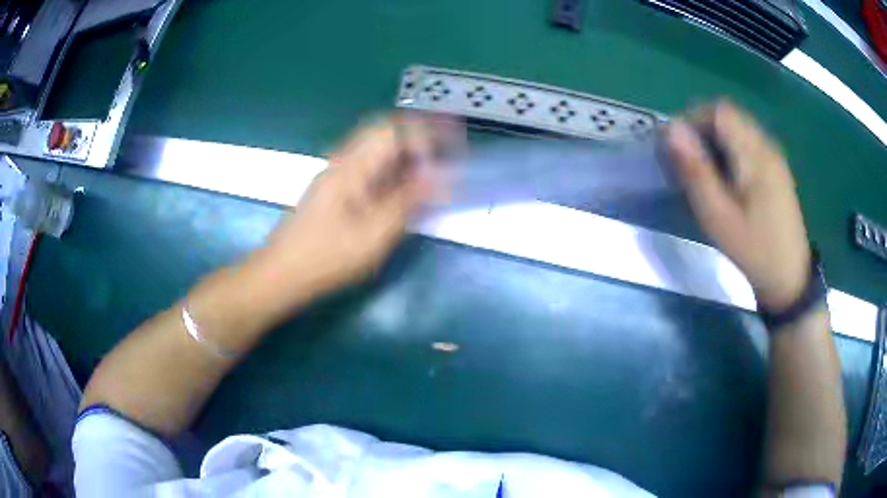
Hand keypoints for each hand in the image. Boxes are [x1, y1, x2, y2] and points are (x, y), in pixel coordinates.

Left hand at [258, 113, 460, 298]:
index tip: (453, 148)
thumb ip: (408, 202)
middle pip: (386, 133)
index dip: (426, 132)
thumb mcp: (373, 234)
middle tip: (448, 155)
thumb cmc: (325, 257)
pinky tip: (406, 192)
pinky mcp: (336, 191)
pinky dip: (394, 174)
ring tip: (434, 174)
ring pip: (379, 151)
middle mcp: (343, 161)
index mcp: (351, 165)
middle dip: (420, 139)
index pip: (393, 128)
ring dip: (408, 157)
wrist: (280, 274)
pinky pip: (371, 170)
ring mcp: (337, 175)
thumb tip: (441, 177)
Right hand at [666, 101, 810, 310]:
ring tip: (707, 175)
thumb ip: (695, 170)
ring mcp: (774, 157)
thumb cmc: (753, 250)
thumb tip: (671, 129)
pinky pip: (748, 145)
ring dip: (716, 142)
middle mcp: (767, 146)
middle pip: (729, 116)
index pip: (719, 111)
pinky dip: (731, 152)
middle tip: (690, 165)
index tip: (679, 149)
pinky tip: (728, 182)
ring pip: (738, 130)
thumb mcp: (718, 216)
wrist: (789, 280)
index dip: (693, 120)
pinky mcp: (776, 170)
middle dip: (703, 131)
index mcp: (755, 153)